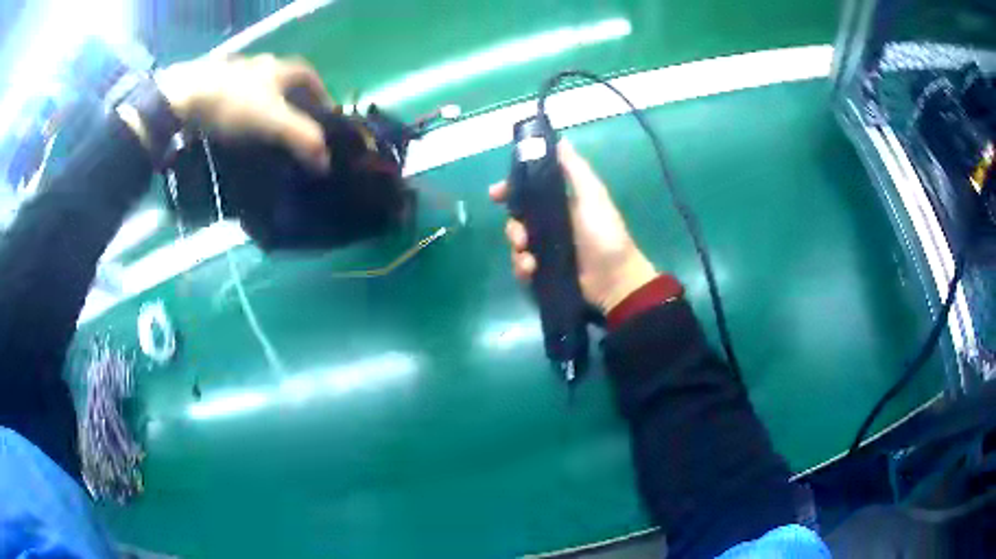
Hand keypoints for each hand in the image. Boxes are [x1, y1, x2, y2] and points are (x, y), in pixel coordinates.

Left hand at [155, 54, 331, 171]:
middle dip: (292, 102)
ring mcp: (232, 76)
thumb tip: (325, 163)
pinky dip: (239, 116)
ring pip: (256, 91)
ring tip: (263, 136)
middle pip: (283, 82)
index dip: (321, 94)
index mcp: (278, 69)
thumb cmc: (233, 104)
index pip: (310, 76)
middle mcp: (258, 66)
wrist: (182, 100)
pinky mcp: (211, 89)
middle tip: (293, 129)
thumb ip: (303, 138)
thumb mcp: (273, 122)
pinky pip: (233, 101)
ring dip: (263, 109)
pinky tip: (234, 134)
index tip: (325, 115)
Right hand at [490, 140, 656, 313]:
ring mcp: (548, 250)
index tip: (496, 194)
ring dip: (518, 251)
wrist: (615, 280)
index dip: (510, 190)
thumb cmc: (604, 234)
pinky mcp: (545, 273)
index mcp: (561, 203)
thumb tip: (560, 141)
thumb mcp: (592, 195)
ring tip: (529, 259)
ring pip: (518, 245)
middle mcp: (552, 224)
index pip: (529, 192)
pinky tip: (531, 271)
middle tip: (521, 236)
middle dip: (513, 227)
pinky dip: (522, 269)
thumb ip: (575, 169)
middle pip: (518, 220)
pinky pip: (522, 267)